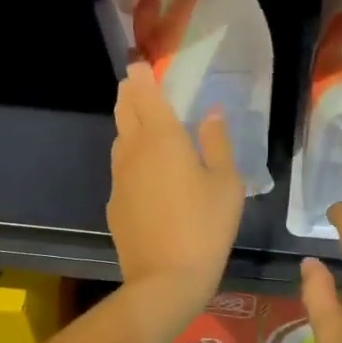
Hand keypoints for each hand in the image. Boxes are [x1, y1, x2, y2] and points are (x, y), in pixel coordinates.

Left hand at [107, 61, 244, 328]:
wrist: (165, 279)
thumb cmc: (205, 227)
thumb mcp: (226, 184)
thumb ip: (217, 143)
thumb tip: (211, 113)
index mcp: (162, 138)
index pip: (145, 93)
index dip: (141, 75)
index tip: (141, 63)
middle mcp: (133, 150)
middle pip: (125, 111)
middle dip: (130, 93)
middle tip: (138, 85)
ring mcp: (119, 178)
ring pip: (120, 140)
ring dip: (128, 125)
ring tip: (143, 123)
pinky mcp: (115, 203)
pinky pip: (121, 170)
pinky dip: (130, 159)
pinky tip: (145, 173)